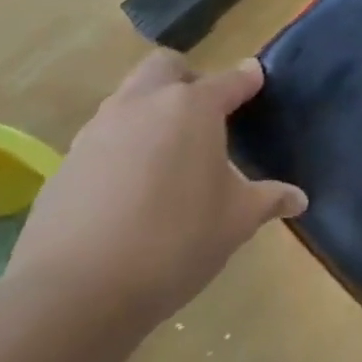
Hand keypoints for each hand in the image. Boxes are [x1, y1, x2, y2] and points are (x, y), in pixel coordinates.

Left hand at [8, 52, 305, 327]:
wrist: (74, 293)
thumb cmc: (175, 241)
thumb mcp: (237, 221)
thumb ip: (268, 199)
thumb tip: (297, 198)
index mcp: (192, 109)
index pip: (230, 80)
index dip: (247, 79)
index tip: (258, 80)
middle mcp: (142, 106)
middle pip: (165, 67)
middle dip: (188, 80)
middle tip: (206, 115)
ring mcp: (96, 133)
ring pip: (128, 100)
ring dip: (151, 112)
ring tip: (171, 154)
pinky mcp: (65, 166)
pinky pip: (103, 139)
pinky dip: (123, 149)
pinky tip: (134, 189)